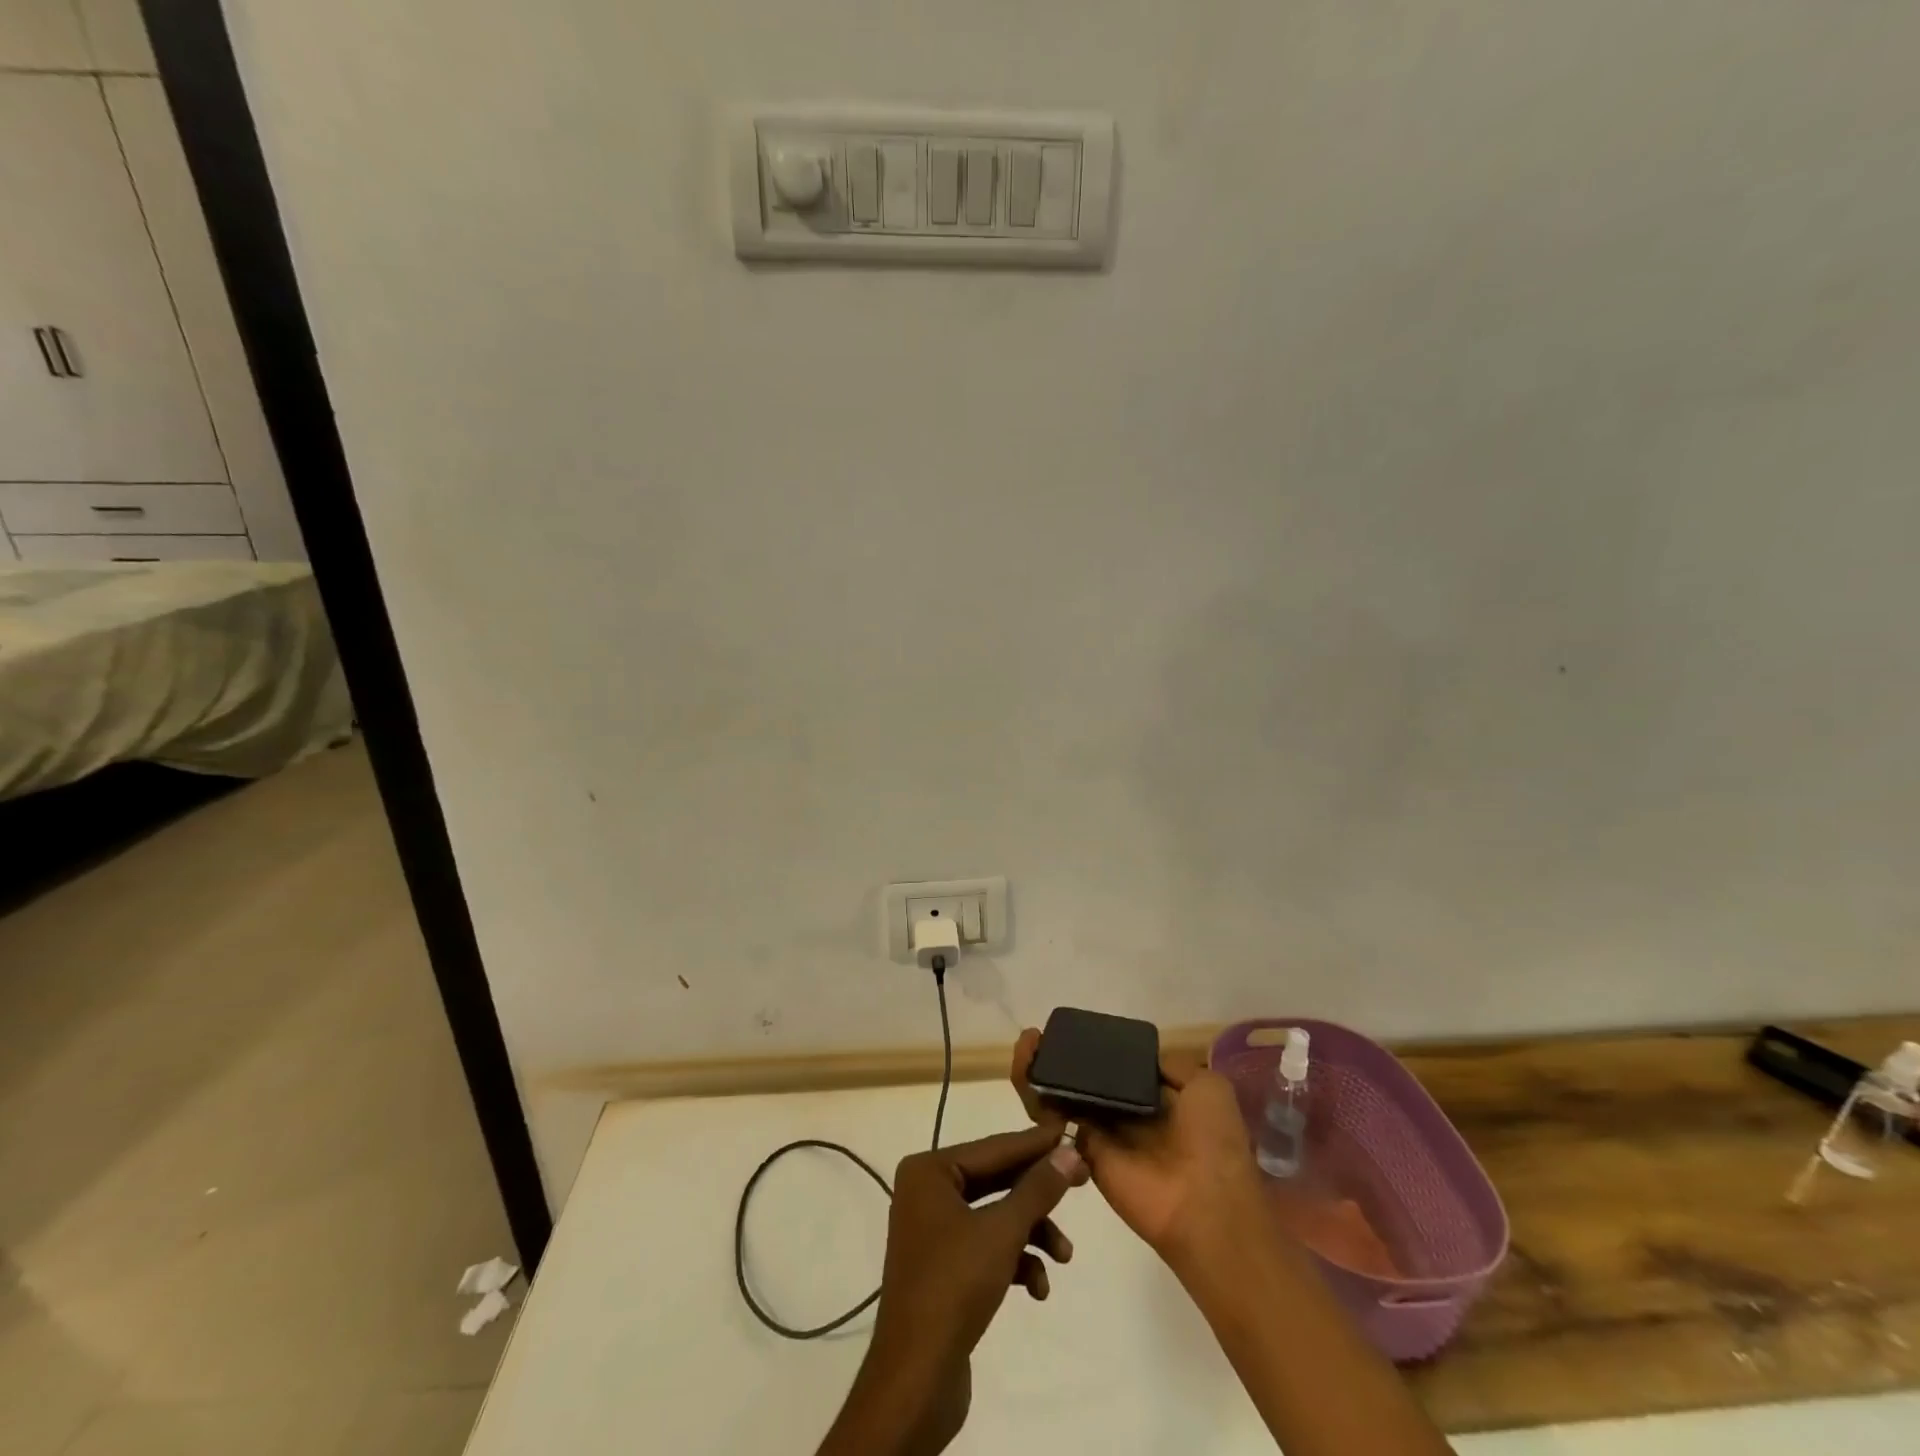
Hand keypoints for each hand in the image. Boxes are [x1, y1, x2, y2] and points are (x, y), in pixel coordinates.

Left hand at [818, 1125, 1087, 1455]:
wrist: (917, 1377)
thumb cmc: (955, 1285)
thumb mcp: (1003, 1231)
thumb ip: (1038, 1188)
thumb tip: (1070, 1150)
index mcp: (929, 1170)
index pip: (994, 1147)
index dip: (1036, 1143)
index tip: (1072, 1130)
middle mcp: (927, 1191)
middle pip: (996, 1180)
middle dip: (1038, 1192)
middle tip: (1083, 1182)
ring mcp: (934, 1230)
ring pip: (995, 1216)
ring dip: (1032, 1233)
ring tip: (1064, 1257)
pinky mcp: (944, 1267)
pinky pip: (986, 1246)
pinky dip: (1015, 1260)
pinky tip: (1038, 1288)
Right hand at [1011, 1029, 1266, 1262]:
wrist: (1207, 1206)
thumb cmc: (1214, 1142)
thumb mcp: (1207, 1087)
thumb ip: (1171, 1066)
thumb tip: (1140, 1058)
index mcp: (1155, 1098)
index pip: (1115, 1068)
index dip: (1092, 1049)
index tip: (1071, 1031)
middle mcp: (1124, 1114)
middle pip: (1082, 1080)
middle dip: (1058, 1056)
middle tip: (1036, 1036)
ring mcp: (1101, 1134)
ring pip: (1061, 1096)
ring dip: (1039, 1069)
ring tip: (1026, 1044)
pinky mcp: (1082, 1151)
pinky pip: (1053, 1122)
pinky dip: (1034, 1094)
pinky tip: (1024, 1066)